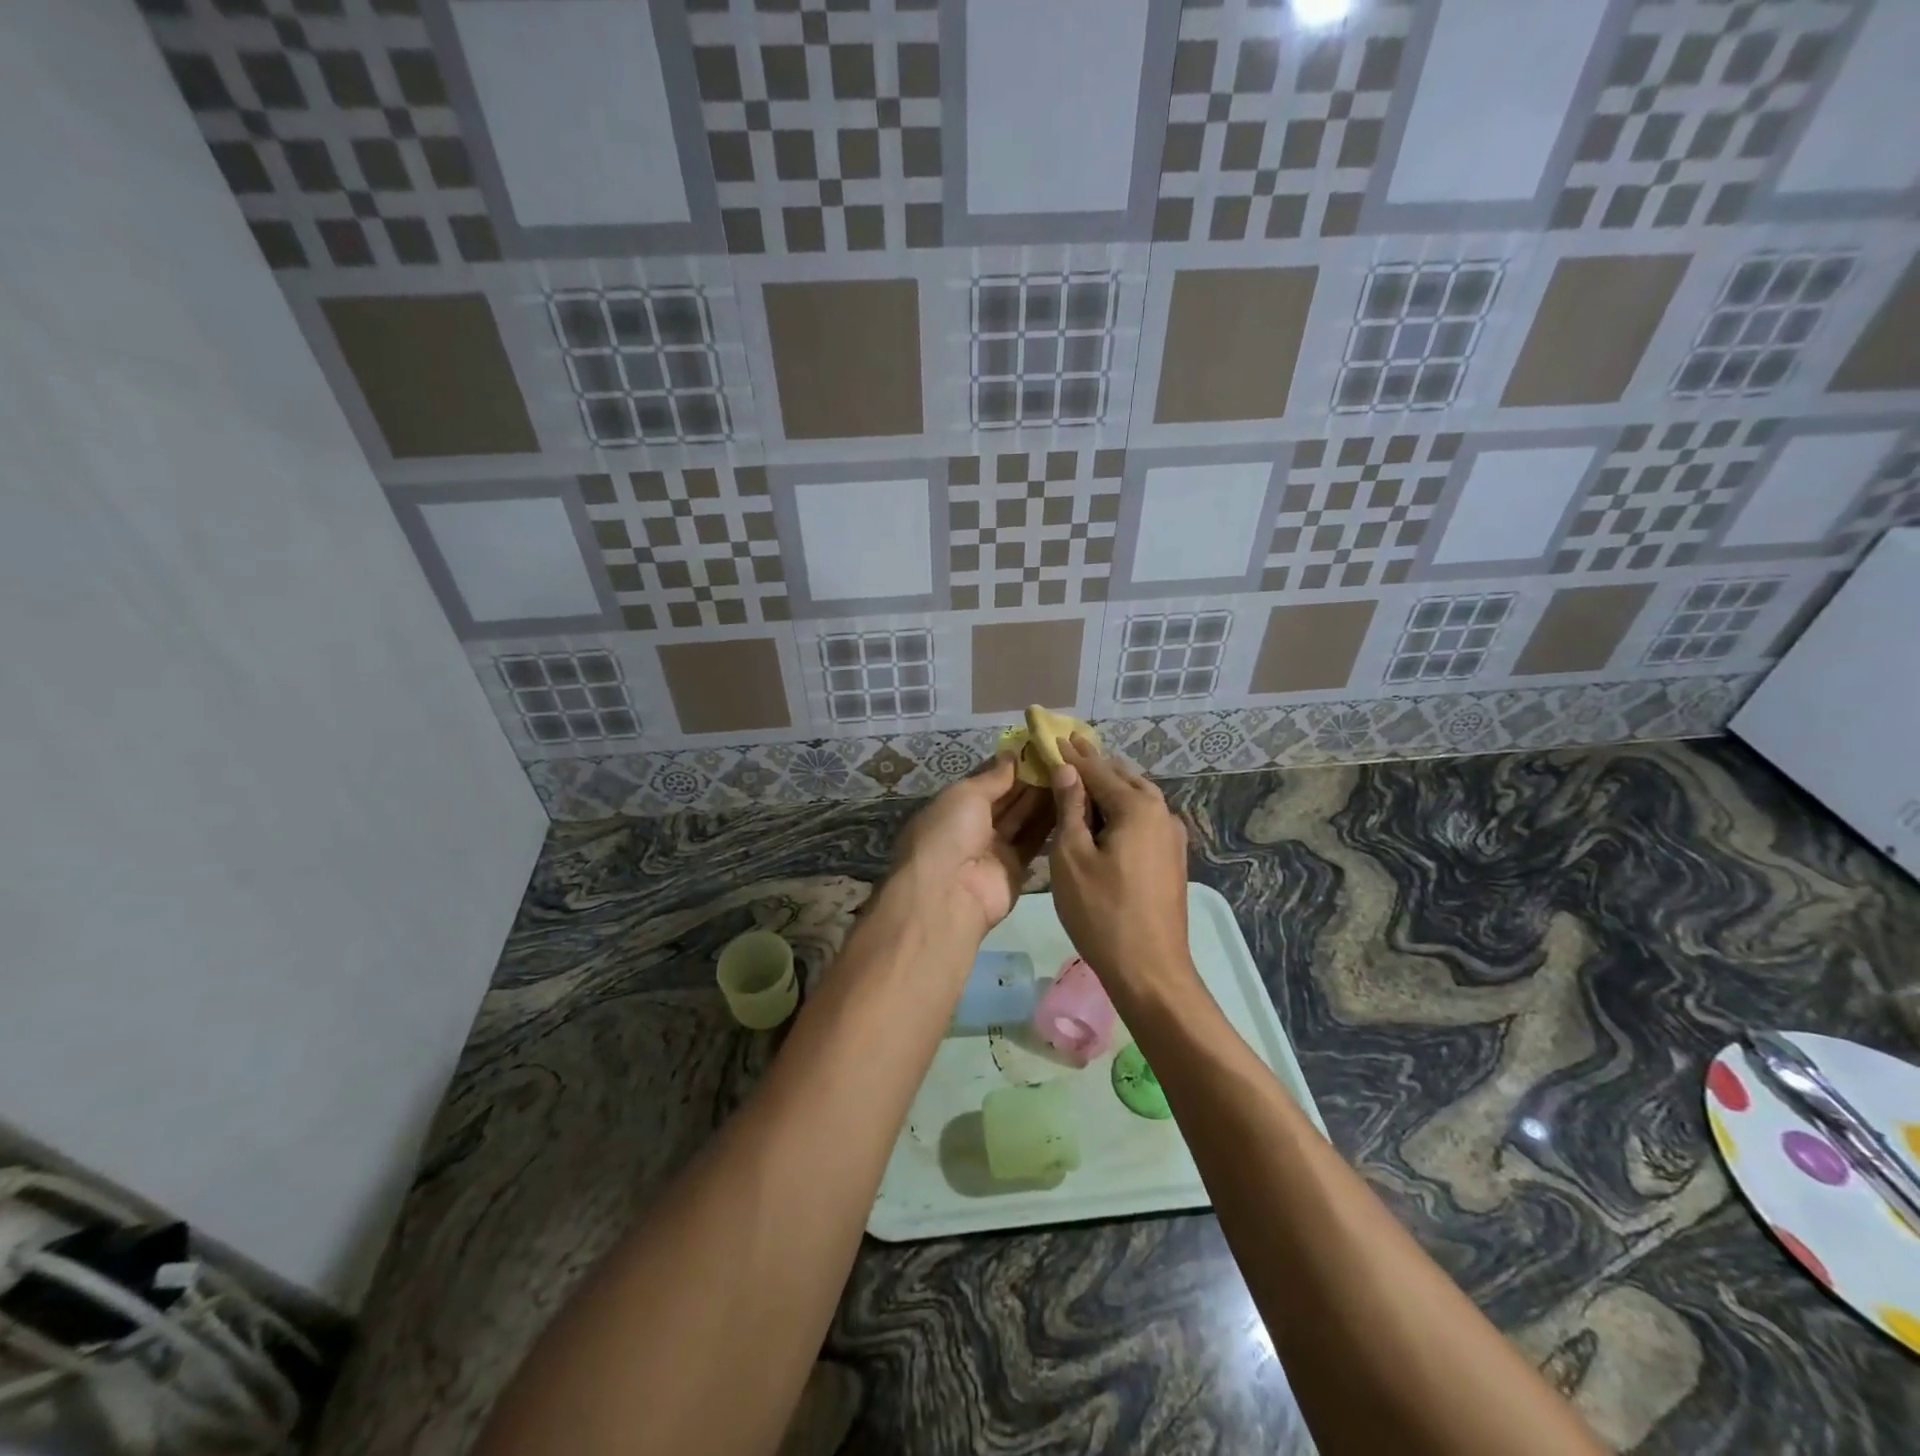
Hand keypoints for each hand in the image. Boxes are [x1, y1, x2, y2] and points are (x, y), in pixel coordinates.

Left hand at [891, 752, 1055, 938]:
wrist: (948, 893)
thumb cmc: (949, 832)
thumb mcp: (966, 794)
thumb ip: (993, 777)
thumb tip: (1010, 755)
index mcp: (955, 805)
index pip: (987, 780)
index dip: (1011, 765)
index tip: (1039, 748)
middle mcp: (974, 826)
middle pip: (1008, 799)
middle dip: (1031, 780)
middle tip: (1063, 759)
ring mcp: (995, 848)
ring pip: (1023, 818)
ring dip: (1044, 798)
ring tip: (1072, 775)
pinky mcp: (1016, 868)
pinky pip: (1034, 841)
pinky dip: (1050, 824)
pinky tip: (1071, 802)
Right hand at [1047, 735, 1193, 999]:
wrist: (1150, 970)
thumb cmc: (1102, 912)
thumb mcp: (1072, 856)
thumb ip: (1070, 808)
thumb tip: (1067, 770)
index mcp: (1137, 806)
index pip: (1098, 770)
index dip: (1072, 754)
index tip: (1053, 735)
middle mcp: (1161, 813)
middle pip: (1123, 778)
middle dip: (1095, 764)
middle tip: (1069, 749)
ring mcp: (1172, 837)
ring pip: (1138, 798)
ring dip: (1111, 786)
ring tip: (1084, 778)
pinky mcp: (1172, 859)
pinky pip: (1144, 819)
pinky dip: (1122, 809)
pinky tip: (1106, 817)